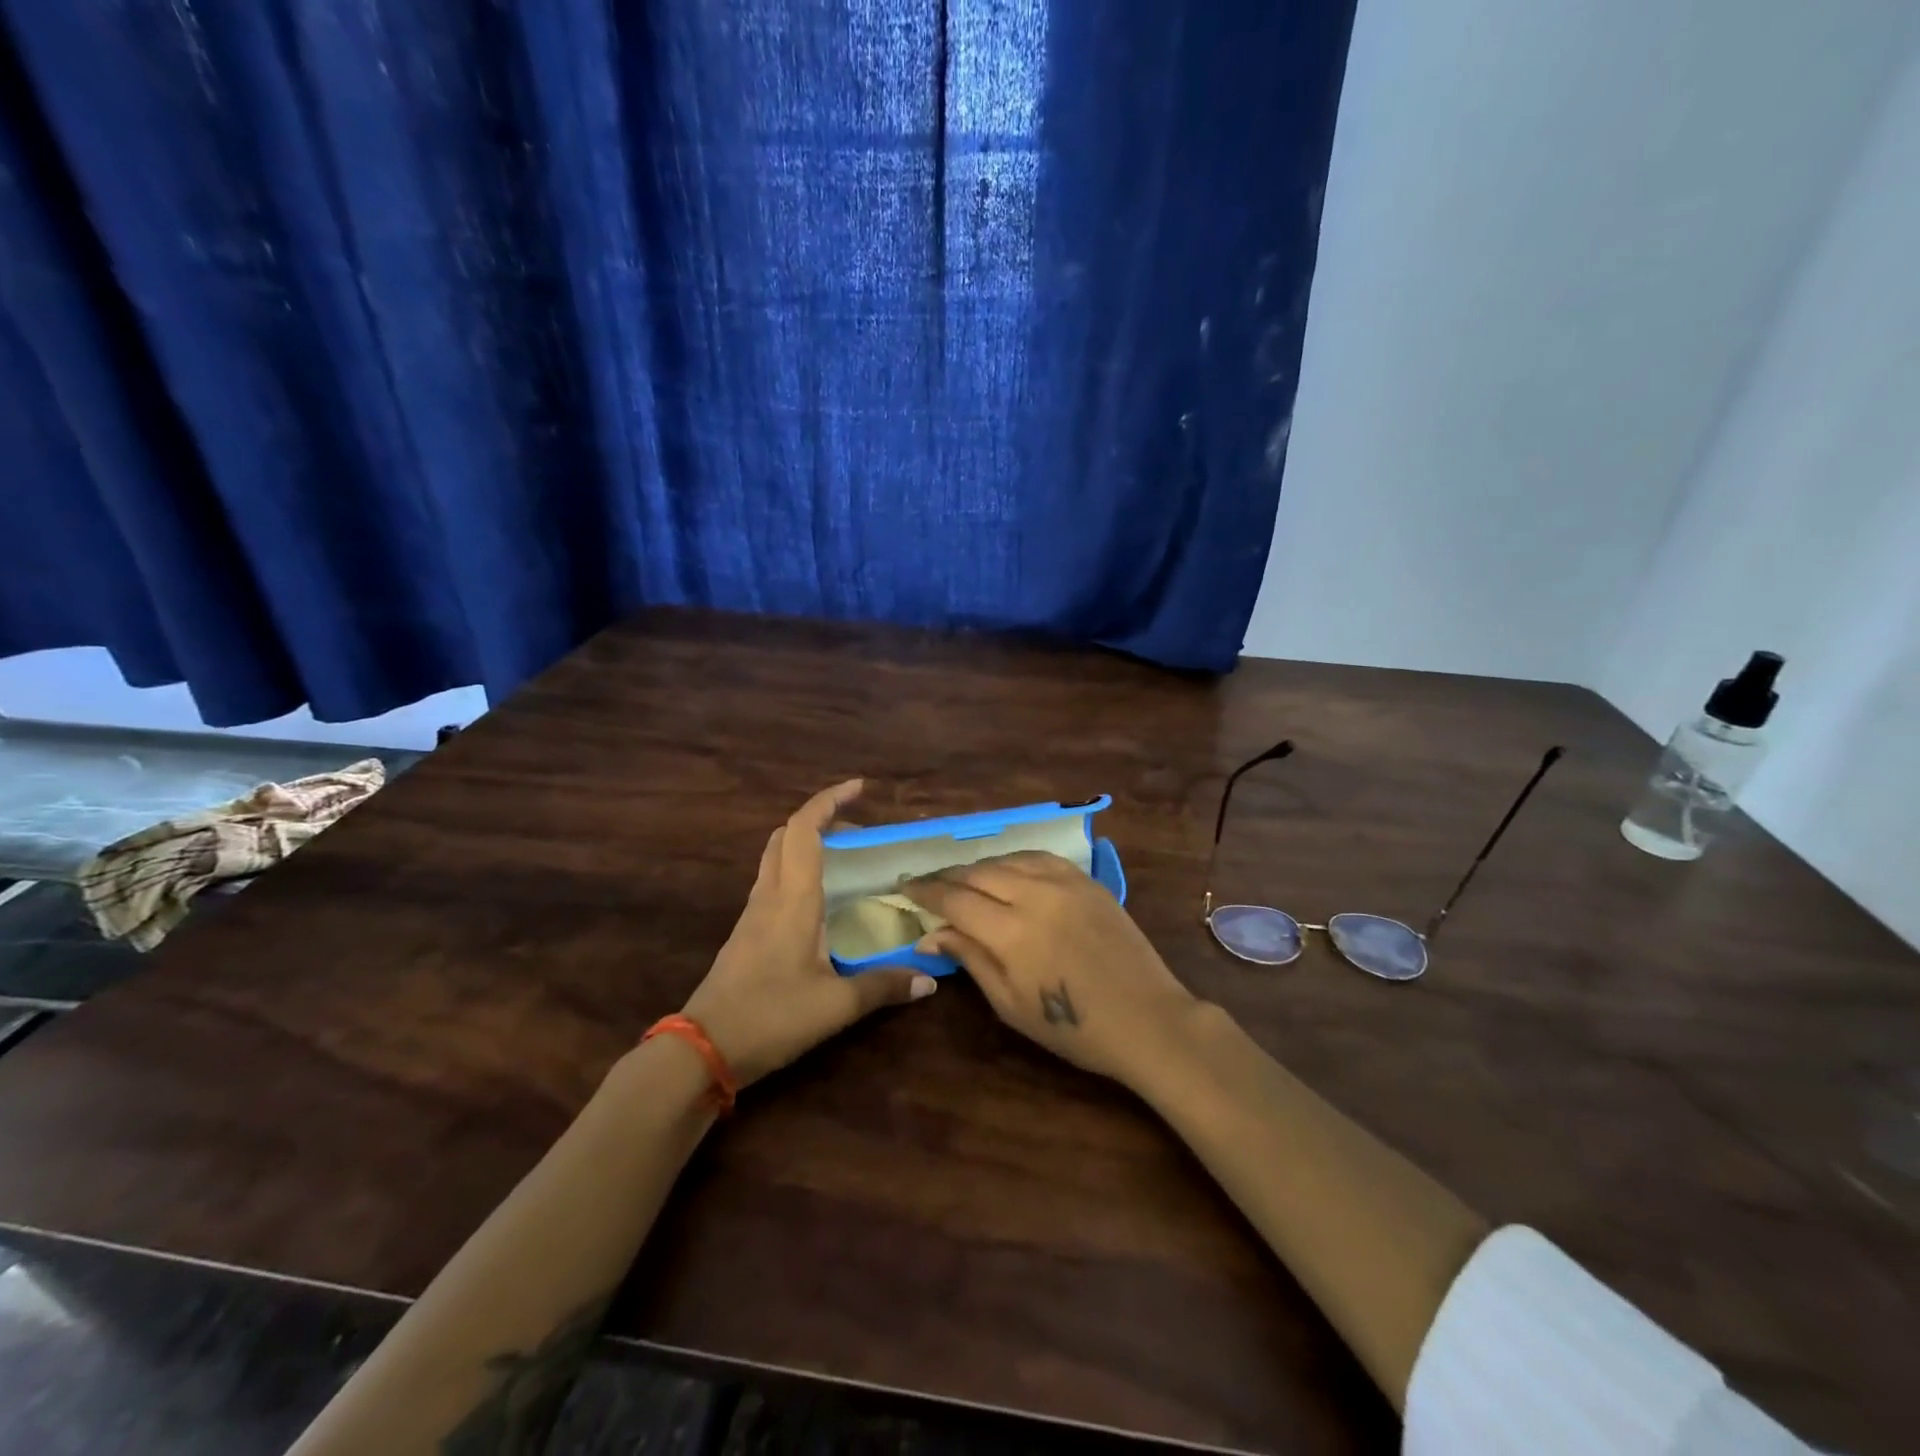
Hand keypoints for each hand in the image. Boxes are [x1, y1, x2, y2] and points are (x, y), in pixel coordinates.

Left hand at [682, 780, 936, 1086]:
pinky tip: (821, 900)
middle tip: (859, 832)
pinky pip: (773, 883)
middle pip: (786, 835)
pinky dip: (798, 871)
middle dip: (821, 820)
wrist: (702, 1049)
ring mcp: (753, 913)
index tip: (859, 786)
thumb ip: (884, 987)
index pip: (804, 830)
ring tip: (846, 860)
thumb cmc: (771, 1017)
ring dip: (807, 844)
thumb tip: (930, 980)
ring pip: (776, 857)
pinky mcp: (746, 932)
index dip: (829, 800)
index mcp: (793, 899)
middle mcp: (770, 895)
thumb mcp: (835, 1005)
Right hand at [902, 851, 1197, 1085]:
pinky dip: (1015, 860)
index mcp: (1011, 932)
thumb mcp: (1010, 1004)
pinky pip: (1040, 857)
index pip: (954, 898)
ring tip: (964, 879)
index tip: (904, 887)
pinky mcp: (1087, 881)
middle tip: (929, 884)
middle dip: (947, 876)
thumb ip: (971, 960)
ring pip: (1007, 859)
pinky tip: (1008, 870)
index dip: (925, 890)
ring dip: (979, 866)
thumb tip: (930, 935)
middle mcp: (1034, 895)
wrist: (1147, 1019)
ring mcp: (1065, 883)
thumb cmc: (1073, 1028)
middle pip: (977, 872)